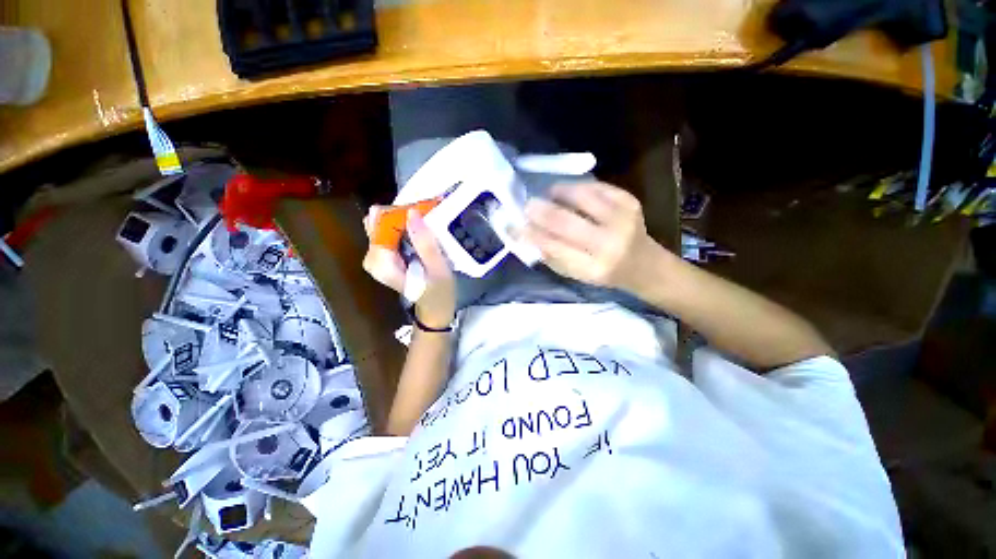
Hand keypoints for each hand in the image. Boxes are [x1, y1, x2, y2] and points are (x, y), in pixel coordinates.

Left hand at [363, 207, 456, 327]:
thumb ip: (425, 243)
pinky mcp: (384, 255)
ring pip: (383, 224)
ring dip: (405, 219)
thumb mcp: (437, 270)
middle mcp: (373, 258)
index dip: (401, 213)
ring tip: (426, 220)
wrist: (435, 309)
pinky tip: (420, 228)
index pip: (381, 225)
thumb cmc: (439, 294)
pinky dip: (404, 226)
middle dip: (402, 215)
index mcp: (381, 263)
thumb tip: (412, 212)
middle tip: (427, 214)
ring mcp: (377, 256)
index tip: (424, 209)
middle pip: (379, 222)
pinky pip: (388, 232)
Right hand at [521, 182, 663, 295]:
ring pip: (581, 197)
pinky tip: (567, 192)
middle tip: (527, 205)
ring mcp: (623, 219)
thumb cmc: (604, 272)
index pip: (555, 247)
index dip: (532, 234)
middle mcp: (610, 244)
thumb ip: (552, 256)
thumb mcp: (576, 274)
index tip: (515, 225)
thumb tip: (527, 234)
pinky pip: (596, 187)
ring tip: (547, 194)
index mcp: (593, 268)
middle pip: (566, 222)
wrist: (643, 264)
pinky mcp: (629, 202)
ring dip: (558, 192)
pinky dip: (576, 187)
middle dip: (541, 211)